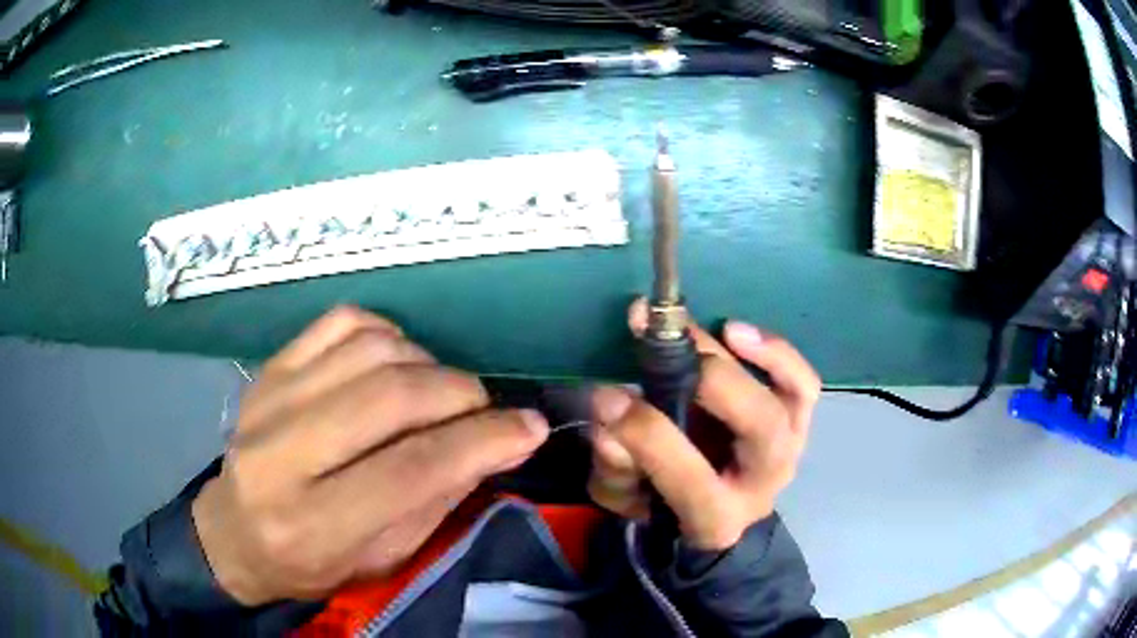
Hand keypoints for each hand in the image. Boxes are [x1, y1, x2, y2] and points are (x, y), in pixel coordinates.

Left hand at [192, 307, 548, 604]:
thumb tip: (500, 441)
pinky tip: (395, 361)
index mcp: (311, 524)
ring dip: (427, 363)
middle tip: (484, 409)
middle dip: (460, 394)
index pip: (410, 470)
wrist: (235, 531)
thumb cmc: (312, 562)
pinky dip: (386, 333)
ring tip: (438, 392)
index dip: (482, 442)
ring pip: (370, 350)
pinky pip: (341, 322)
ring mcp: (269, 399)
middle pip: (390, 397)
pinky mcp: (268, 368)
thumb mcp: (382, 557)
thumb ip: (438, 498)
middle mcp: (280, 455)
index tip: (530, 428)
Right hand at [589, 299, 820, 551]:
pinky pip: (801, 383)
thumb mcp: (626, 498)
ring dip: (759, 356)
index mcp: (714, 517)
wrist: (714, 510)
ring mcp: (788, 449)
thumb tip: (609, 415)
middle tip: (664, 343)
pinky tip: (735, 331)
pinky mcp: (796, 422)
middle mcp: (763, 483)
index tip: (608, 396)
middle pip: (760, 427)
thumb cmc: (663, 503)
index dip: (649, 435)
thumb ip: (614, 466)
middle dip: (713, 380)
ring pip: (790, 398)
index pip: (689, 478)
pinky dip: (776, 352)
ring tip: (720, 329)